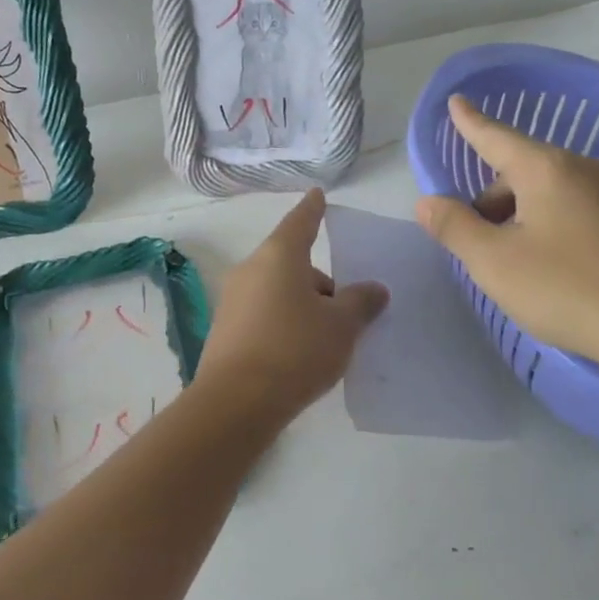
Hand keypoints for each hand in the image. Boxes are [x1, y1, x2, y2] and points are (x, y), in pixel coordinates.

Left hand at [194, 189, 389, 419]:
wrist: (236, 404)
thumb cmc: (295, 351)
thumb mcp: (341, 326)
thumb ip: (361, 302)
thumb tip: (373, 289)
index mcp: (278, 256)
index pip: (301, 222)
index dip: (314, 208)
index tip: (318, 194)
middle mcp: (250, 270)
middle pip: (292, 264)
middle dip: (320, 283)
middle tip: (347, 313)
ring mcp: (232, 301)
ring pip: (278, 292)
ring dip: (303, 307)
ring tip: (327, 342)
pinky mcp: (225, 332)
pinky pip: (264, 316)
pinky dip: (284, 325)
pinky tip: (299, 357)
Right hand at [415, 95, 598, 395]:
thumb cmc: (570, 290)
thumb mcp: (495, 264)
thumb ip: (455, 228)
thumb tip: (427, 202)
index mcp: (548, 170)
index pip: (497, 137)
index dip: (471, 123)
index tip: (456, 101)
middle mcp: (588, 170)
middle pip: (525, 172)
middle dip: (495, 198)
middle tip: (479, 242)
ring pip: (556, 194)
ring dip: (526, 216)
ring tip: (520, 264)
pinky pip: (585, 213)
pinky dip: (560, 228)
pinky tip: (562, 271)